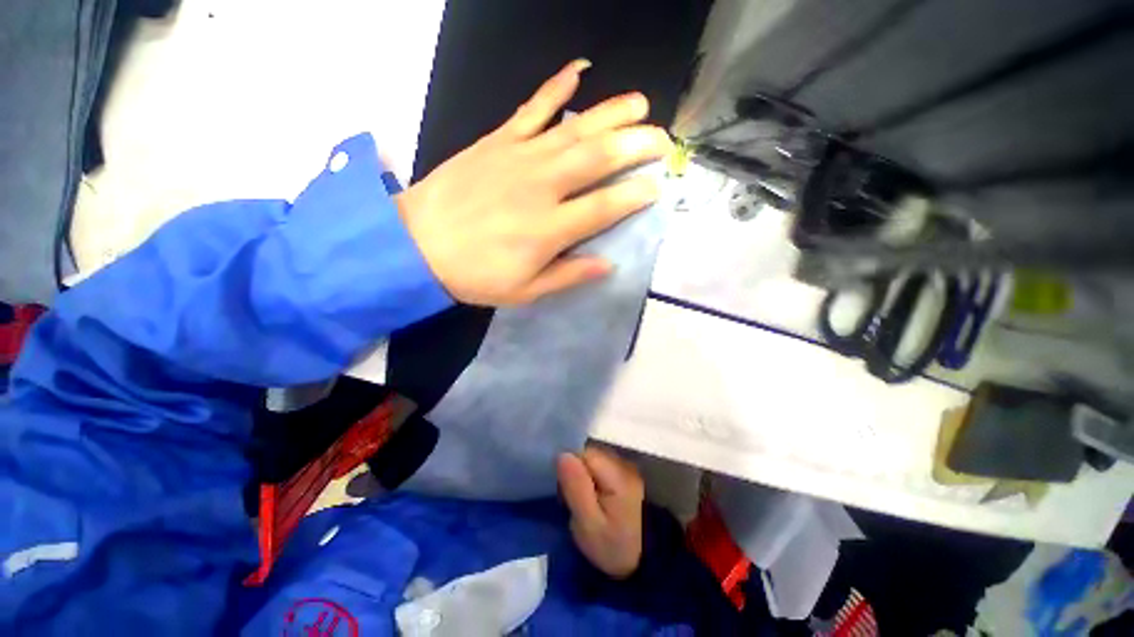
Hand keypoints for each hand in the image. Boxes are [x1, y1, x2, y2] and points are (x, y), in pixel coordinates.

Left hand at [395, 60, 672, 305]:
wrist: (417, 245)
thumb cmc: (475, 275)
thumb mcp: (525, 291)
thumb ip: (568, 276)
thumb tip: (608, 264)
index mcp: (549, 229)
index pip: (604, 207)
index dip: (634, 196)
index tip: (655, 188)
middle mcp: (541, 187)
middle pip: (597, 158)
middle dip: (636, 145)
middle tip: (661, 140)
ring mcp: (519, 157)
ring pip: (575, 129)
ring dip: (611, 113)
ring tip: (640, 104)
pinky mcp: (497, 140)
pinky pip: (532, 108)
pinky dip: (556, 87)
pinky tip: (578, 71)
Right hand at [557, 446, 644, 578]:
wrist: (644, 561)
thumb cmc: (613, 547)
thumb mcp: (588, 525)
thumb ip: (575, 487)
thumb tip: (562, 454)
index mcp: (616, 473)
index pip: (583, 453)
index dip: (568, 467)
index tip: (565, 491)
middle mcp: (623, 463)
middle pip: (588, 454)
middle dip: (575, 471)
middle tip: (572, 501)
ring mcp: (626, 467)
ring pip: (593, 460)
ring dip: (583, 476)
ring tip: (583, 502)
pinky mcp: (625, 475)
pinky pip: (600, 467)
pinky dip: (592, 479)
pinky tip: (593, 498)